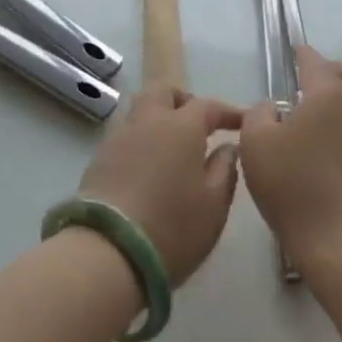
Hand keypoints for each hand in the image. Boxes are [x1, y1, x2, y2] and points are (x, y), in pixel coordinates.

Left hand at [77, 89, 242, 285]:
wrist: (108, 250)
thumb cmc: (173, 227)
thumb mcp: (214, 205)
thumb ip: (225, 169)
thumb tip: (228, 147)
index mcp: (181, 126)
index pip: (208, 106)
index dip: (227, 112)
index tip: (241, 122)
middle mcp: (148, 120)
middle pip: (164, 92)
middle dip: (184, 100)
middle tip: (200, 124)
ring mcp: (119, 136)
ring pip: (141, 108)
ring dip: (159, 116)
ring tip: (173, 143)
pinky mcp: (99, 156)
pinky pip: (126, 132)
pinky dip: (142, 137)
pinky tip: (149, 162)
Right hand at [239, 46, 341, 275]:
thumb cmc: (297, 189)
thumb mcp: (256, 147)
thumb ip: (259, 114)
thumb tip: (274, 107)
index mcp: (330, 93)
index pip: (315, 62)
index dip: (303, 55)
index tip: (296, 52)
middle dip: (335, 71)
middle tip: (313, 85)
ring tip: (332, 110)